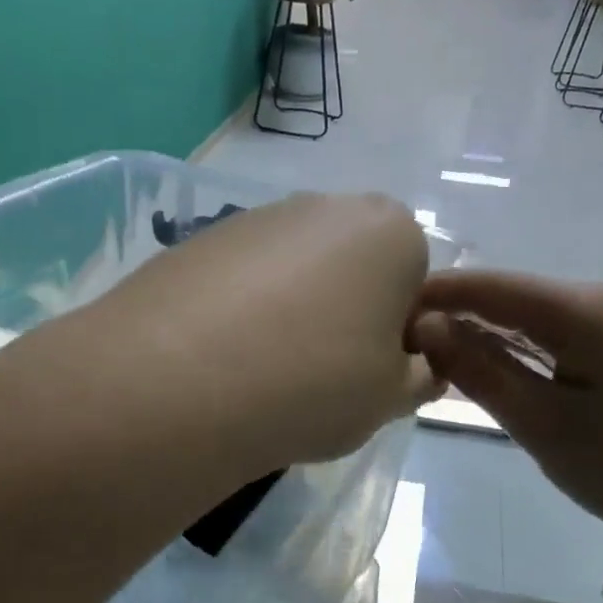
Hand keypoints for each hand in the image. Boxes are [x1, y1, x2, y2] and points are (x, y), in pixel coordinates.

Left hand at [92, 192, 442, 468]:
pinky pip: (245, 276)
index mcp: (392, 232)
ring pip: (298, 269)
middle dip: (349, 310)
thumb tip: (417, 366)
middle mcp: (328, 205)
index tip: (374, 370)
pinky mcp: (202, 237)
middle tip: (323, 371)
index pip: (416, 278)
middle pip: (355, 264)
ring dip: (296, 309)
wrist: (181, 381)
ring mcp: (259, 216)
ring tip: (266, 368)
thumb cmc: (316, 383)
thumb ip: (420, 376)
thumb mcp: (391, 398)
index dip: (400, 329)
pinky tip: (223, 355)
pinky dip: (245, 308)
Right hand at [411, 271, 602, 550]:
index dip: (430, 298)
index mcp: (577, 307)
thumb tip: (424, 327)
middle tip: (399, 355)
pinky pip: (552, 337)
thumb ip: (481, 371)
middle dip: (451, 318)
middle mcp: (595, 299)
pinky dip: (515, 352)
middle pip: (505, 295)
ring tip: (431, 367)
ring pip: (527, 317)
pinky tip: (489, 374)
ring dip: (481, 337)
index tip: (381, 324)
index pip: (484, 284)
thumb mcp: (544, 424)